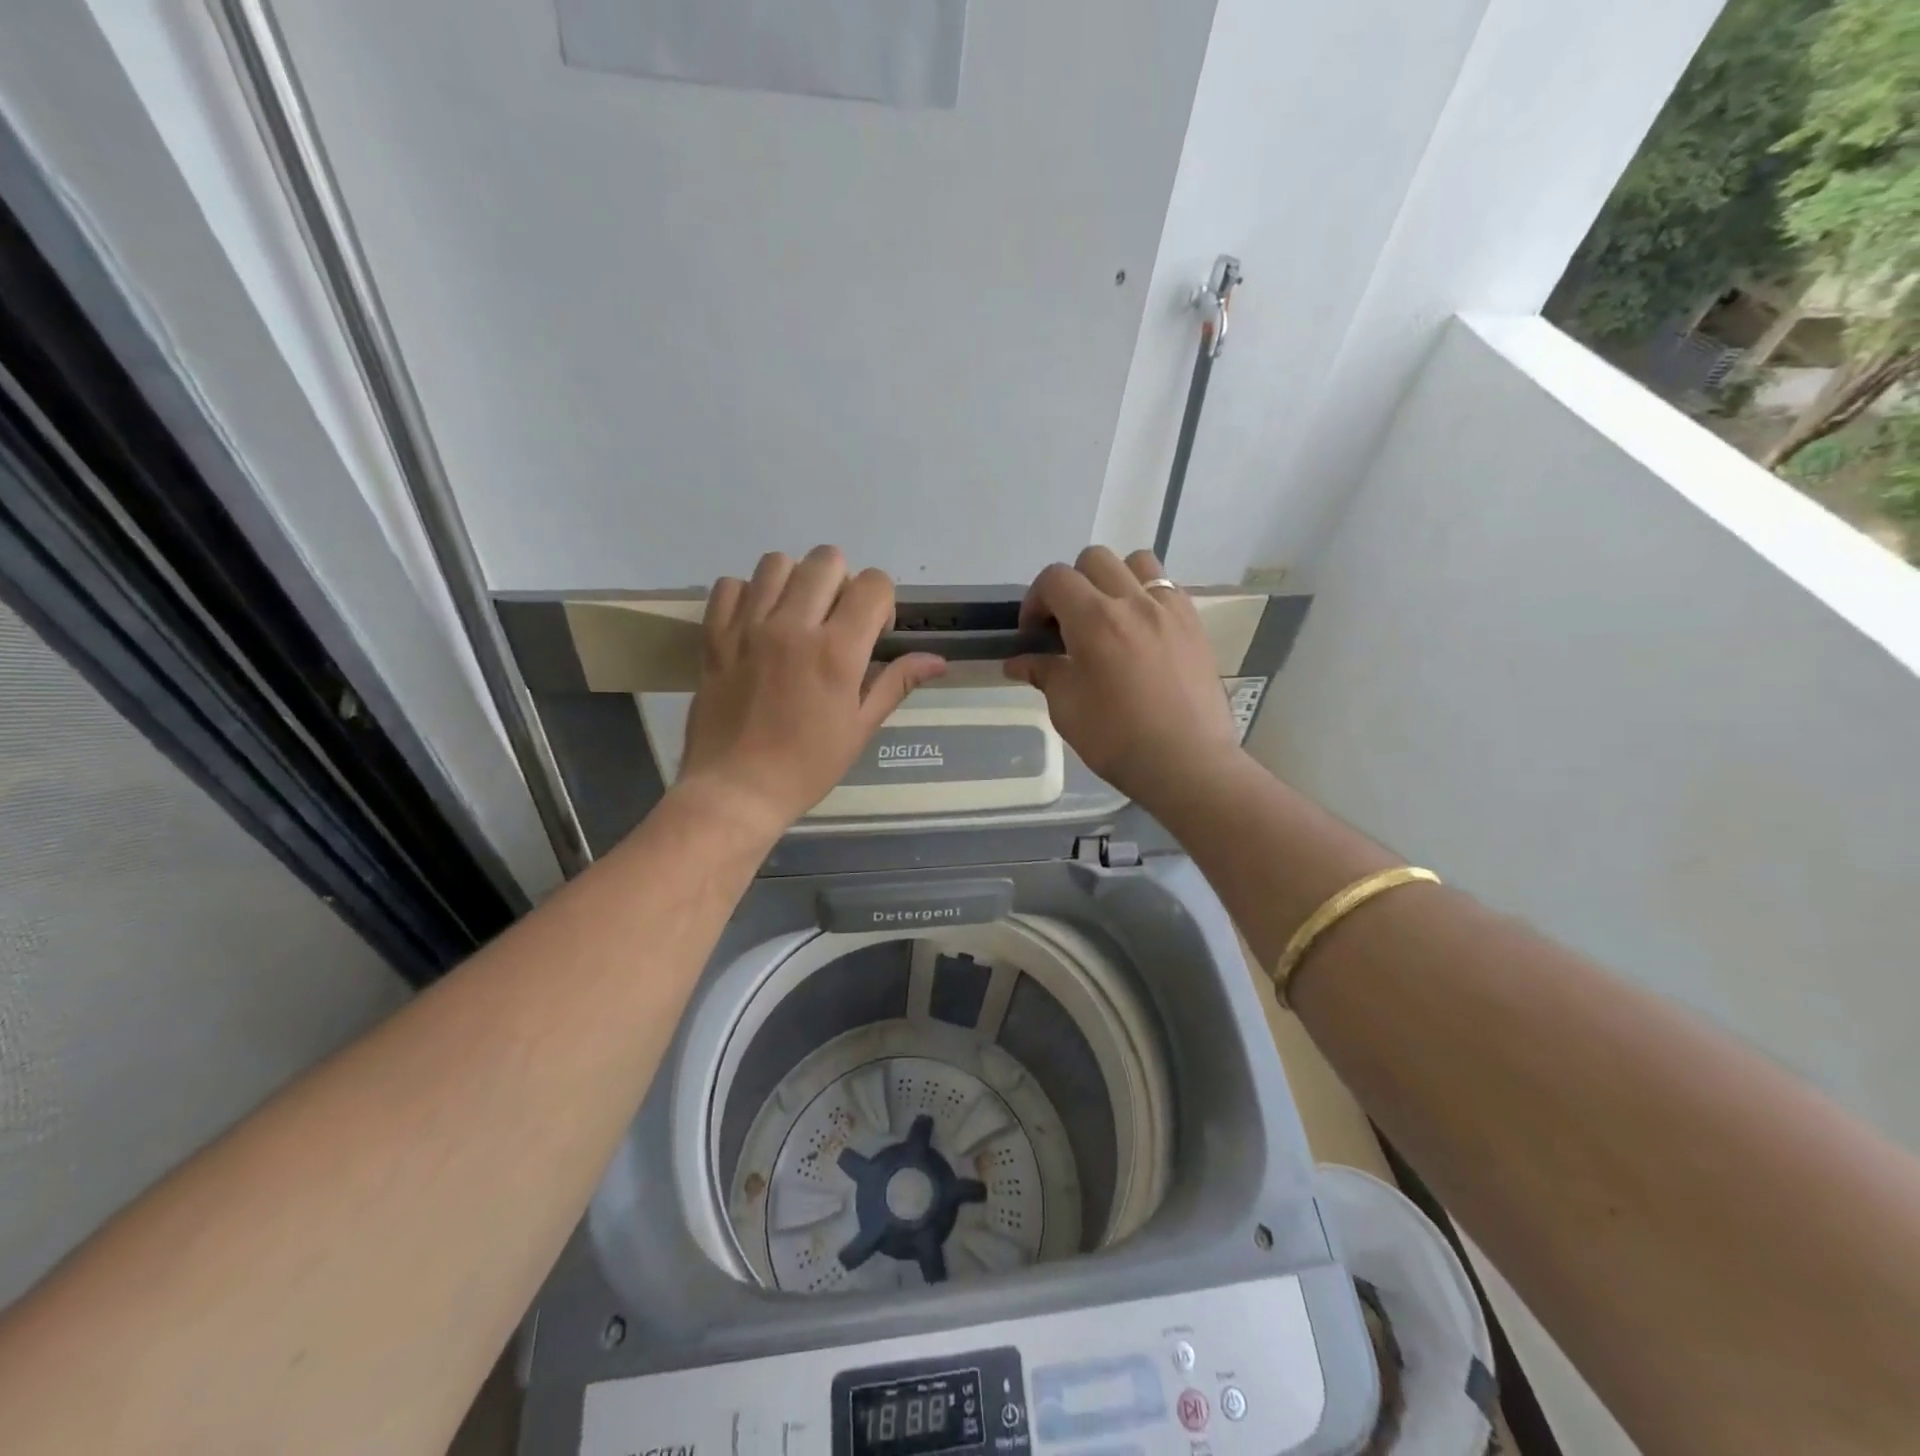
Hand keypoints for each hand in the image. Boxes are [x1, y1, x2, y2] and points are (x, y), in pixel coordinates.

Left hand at [680, 547, 946, 834]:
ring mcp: (748, 627)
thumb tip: (938, 660)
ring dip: (796, 581)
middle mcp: (793, 626)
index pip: (874, 584)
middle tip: (836, 622)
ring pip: (777, 562)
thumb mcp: (860, 728)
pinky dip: (748, 593)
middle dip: (843, 583)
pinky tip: (757, 622)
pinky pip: (730, 585)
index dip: (882, 603)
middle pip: (827, 560)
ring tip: (795, 616)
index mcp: (837, 651)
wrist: (735, 790)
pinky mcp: (714, 635)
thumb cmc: (806, 766)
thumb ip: (896, 683)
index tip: (872, 635)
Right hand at [1005, 547, 1238, 807]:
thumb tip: (1019, 662)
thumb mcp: (1067, 709)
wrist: (1186, 763)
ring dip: (1114, 579)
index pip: (1055, 578)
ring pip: (1137, 563)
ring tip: (1110, 616)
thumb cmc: (1117, 739)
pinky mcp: (1194, 624)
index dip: (1035, 599)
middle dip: (1072, 584)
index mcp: (1095, 620)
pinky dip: (1147, 597)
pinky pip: (1167, 588)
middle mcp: (1133, 601)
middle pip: (1094, 560)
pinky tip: (1142, 632)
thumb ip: (1044, 673)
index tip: (1034, 633)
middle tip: (1068, 623)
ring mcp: (1170, 609)